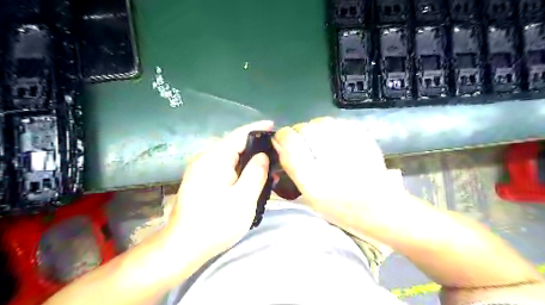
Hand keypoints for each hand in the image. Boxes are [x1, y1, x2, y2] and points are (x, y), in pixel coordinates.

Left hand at [162, 120, 270, 262]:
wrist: (183, 246)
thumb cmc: (216, 223)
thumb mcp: (243, 198)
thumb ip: (256, 173)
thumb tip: (262, 155)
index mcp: (215, 158)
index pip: (239, 134)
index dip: (257, 128)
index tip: (273, 126)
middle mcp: (205, 158)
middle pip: (233, 144)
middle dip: (254, 145)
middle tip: (274, 151)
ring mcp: (200, 169)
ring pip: (228, 156)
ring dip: (246, 158)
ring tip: (265, 164)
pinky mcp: (199, 179)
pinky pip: (222, 166)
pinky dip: (237, 167)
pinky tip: (248, 176)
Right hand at [273, 118, 408, 236]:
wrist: (378, 207)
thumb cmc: (338, 206)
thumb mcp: (308, 192)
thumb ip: (291, 165)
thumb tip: (278, 141)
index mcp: (313, 178)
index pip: (289, 140)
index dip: (283, 137)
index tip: (283, 141)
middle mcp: (330, 159)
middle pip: (305, 128)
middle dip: (299, 133)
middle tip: (304, 145)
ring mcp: (350, 146)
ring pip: (321, 122)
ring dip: (315, 129)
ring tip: (320, 142)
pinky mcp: (364, 139)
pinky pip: (339, 123)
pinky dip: (332, 128)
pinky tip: (335, 141)